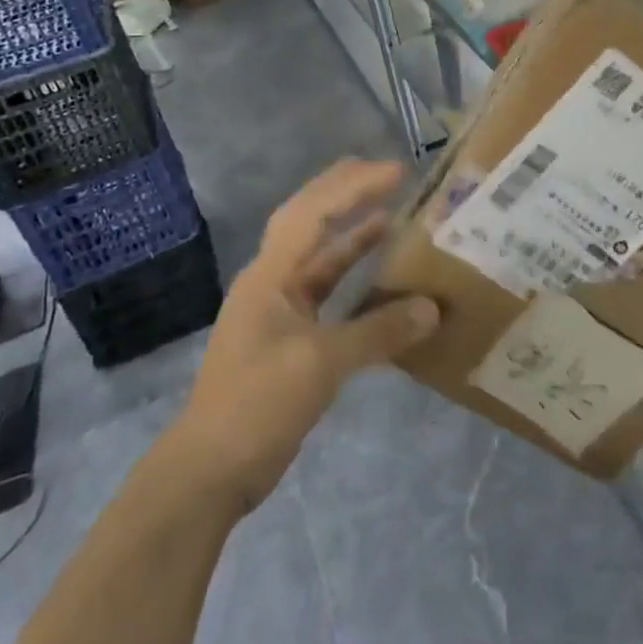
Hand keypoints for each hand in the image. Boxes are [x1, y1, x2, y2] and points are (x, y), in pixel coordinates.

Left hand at [173, 159, 439, 513]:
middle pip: (310, 223)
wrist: (210, 471)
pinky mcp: (291, 339)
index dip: (353, 187)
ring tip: (395, 216)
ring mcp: (280, 311)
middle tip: (392, 175)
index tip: (396, 172)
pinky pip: (329, 294)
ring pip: (322, 259)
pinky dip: (355, 281)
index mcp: (270, 275)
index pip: (312, 212)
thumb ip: (377, 332)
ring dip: (354, 236)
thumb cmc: (257, 404)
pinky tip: (384, 282)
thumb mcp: (320, 364)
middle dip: (348, 194)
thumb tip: (432, 309)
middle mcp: (273, 282)